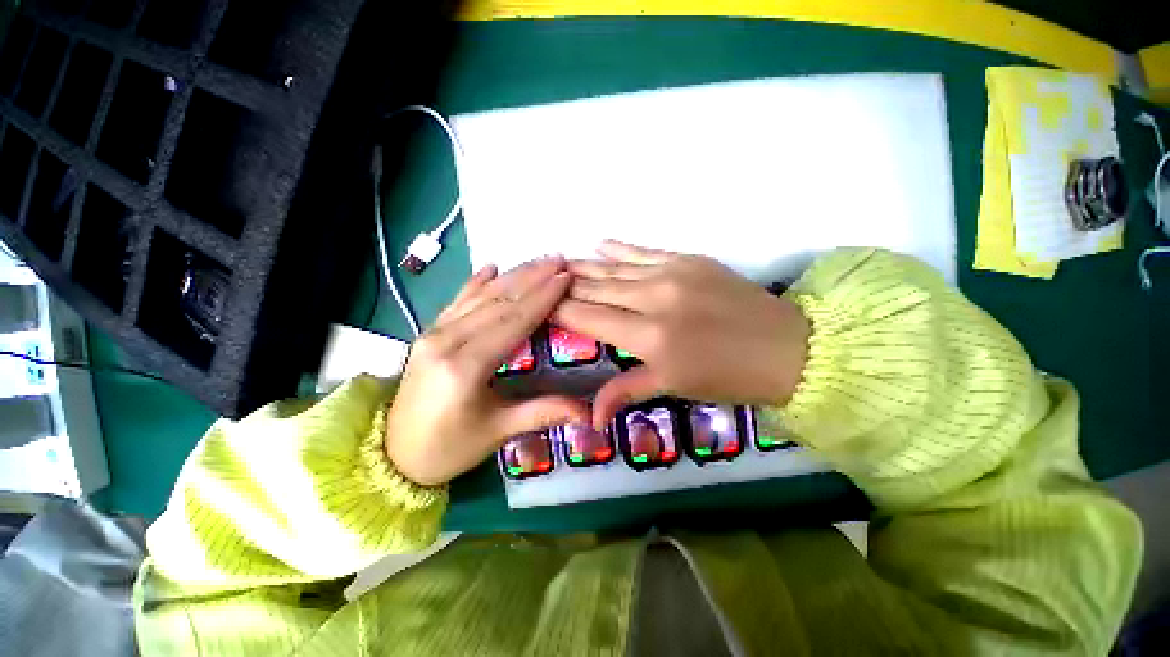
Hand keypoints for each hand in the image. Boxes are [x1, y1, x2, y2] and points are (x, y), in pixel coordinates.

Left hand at [385, 257, 589, 485]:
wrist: (394, 457)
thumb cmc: (448, 448)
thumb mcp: (498, 432)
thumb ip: (543, 413)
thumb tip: (588, 413)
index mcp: (465, 365)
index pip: (513, 321)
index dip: (542, 297)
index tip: (565, 276)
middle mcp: (446, 340)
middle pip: (498, 301)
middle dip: (532, 278)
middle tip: (559, 260)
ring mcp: (432, 334)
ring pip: (479, 296)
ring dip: (511, 276)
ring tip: (538, 261)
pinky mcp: (427, 334)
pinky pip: (456, 302)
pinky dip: (475, 283)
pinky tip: (490, 267)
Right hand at [552, 240, 809, 428]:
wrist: (787, 348)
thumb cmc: (727, 376)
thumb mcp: (674, 387)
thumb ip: (626, 391)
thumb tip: (590, 417)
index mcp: (649, 338)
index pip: (588, 318)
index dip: (559, 311)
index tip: (539, 306)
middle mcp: (654, 299)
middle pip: (596, 289)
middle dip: (566, 285)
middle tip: (541, 280)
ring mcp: (672, 273)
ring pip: (615, 268)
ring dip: (585, 266)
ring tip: (560, 262)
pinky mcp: (689, 259)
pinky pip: (644, 251)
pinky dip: (619, 248)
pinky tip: (599, 243)